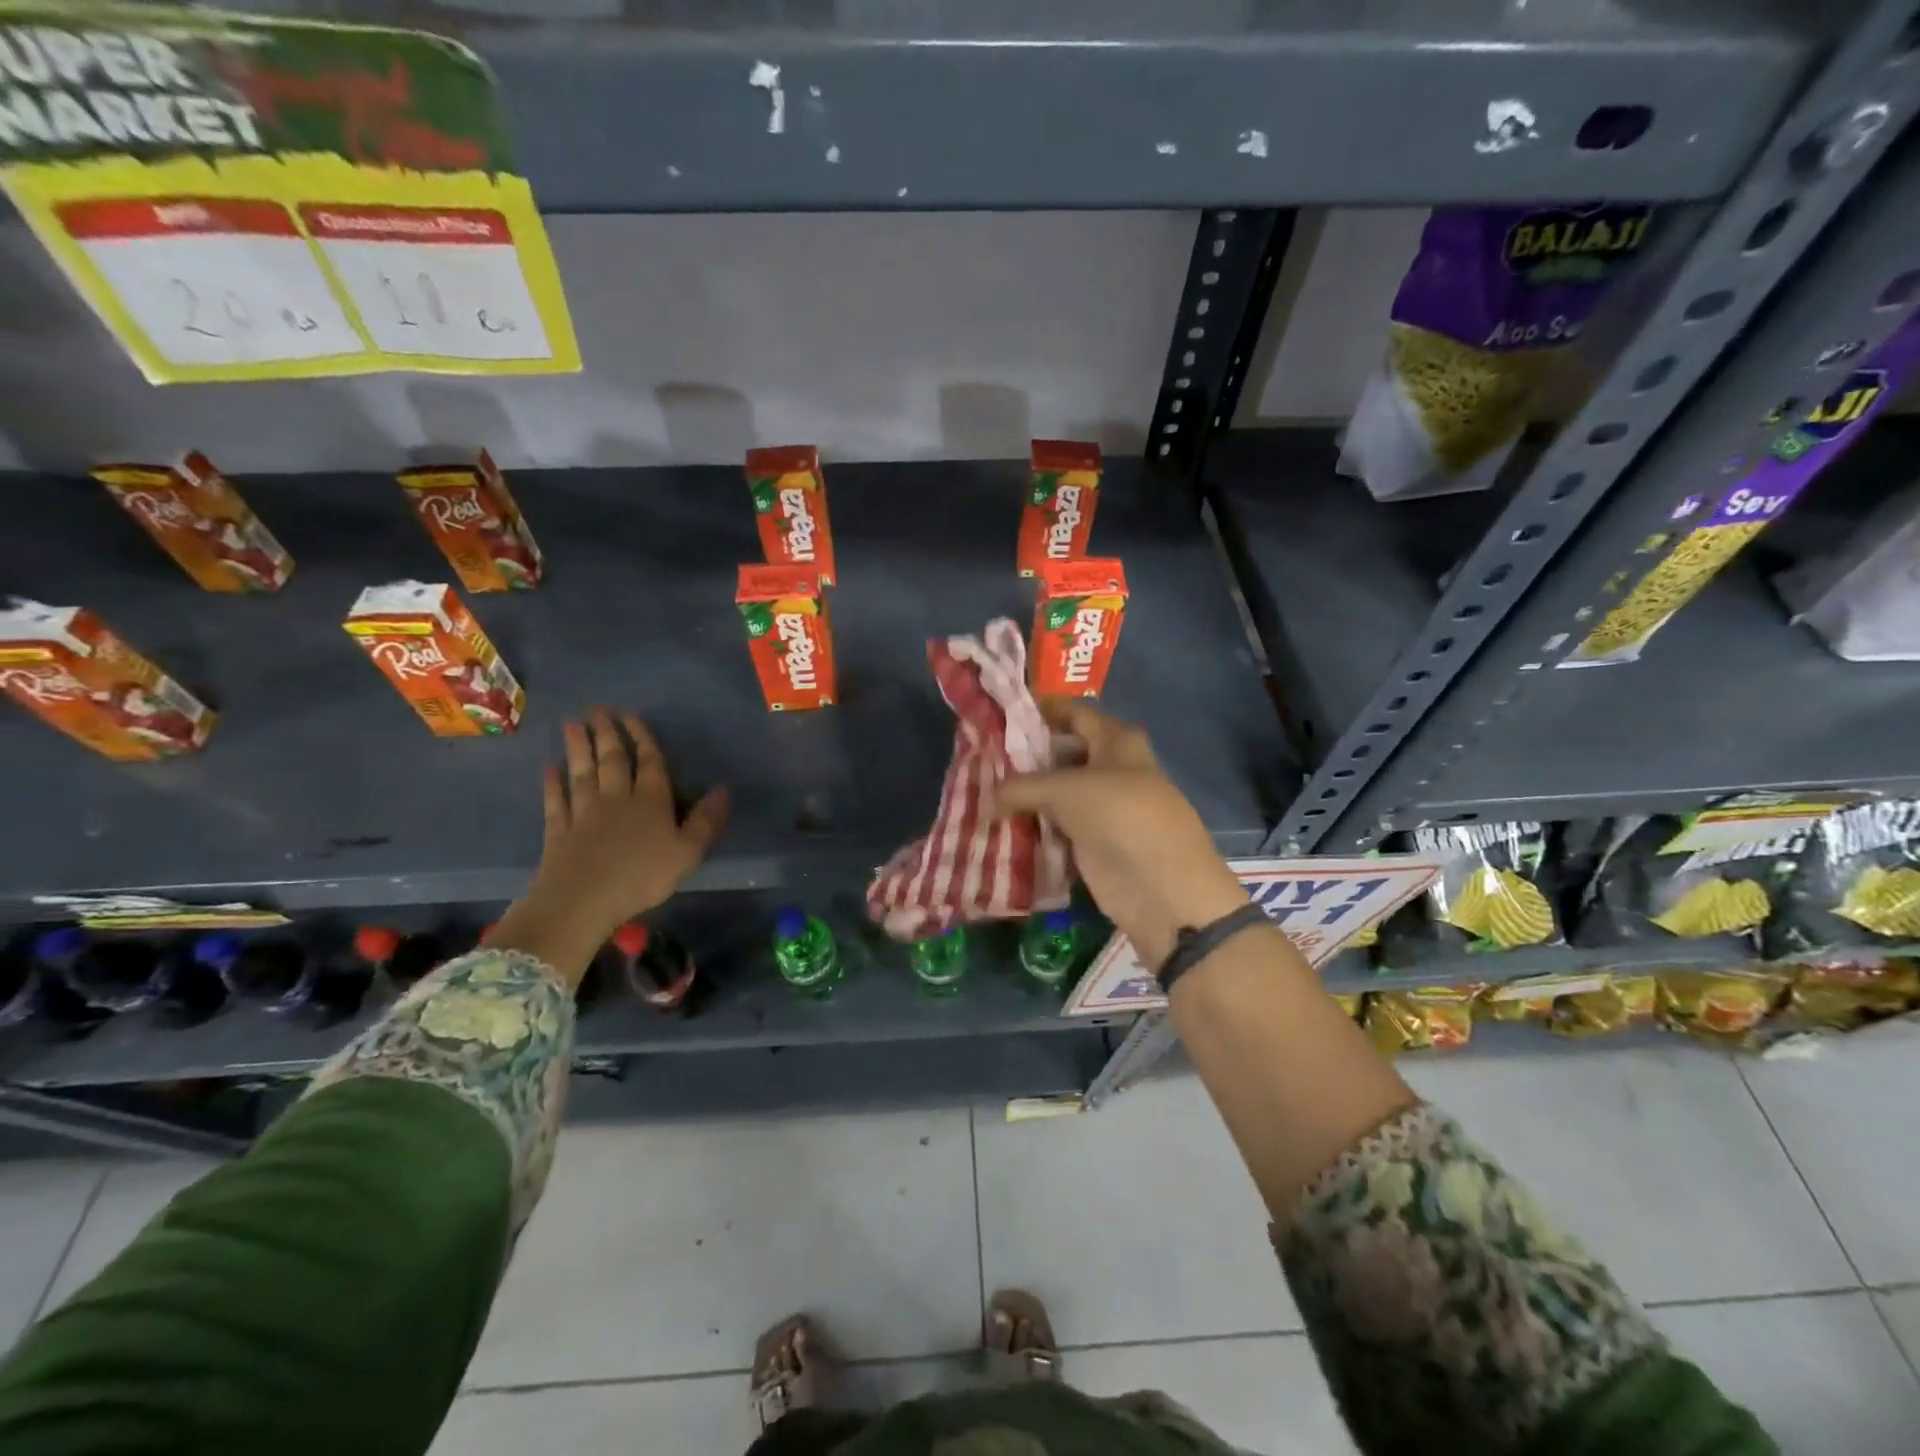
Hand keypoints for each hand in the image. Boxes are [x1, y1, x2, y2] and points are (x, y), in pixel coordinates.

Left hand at [488, 709, 727, 985]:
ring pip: (582, 773)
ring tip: (573, 726)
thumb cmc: (642, 876)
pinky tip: (550, 770)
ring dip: (578, 749)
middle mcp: (616, 798)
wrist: (582, 901)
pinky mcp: (559, 831)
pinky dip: (553, 784)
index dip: (641, 737)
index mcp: (651, 801)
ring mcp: (584, 813)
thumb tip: (725, 788)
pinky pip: (556, 801)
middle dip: (607, 734)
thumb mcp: (688, 851)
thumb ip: (706, 819)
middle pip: (612, 760)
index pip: (648, 762)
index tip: (631, 714)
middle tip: (598, 710)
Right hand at [994, 699, 1245, 967]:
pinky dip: (1033, 828)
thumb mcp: (1064, 789)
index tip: (998, 715)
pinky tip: (999, 826)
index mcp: (1116, 740)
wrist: (1161, 887)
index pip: (1072, 714)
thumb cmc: (1119, 815)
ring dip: (1025, 797)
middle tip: (981, 758)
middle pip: (1061, 755)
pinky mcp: (1094, 843)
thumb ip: (1020, 787)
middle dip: (1024, 758)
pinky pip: (1056, 828)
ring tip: (980, 791)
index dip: (1039, 712)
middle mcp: (1111, 768)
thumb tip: (986, 799)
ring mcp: (1103, 808)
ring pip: (1056, 794)